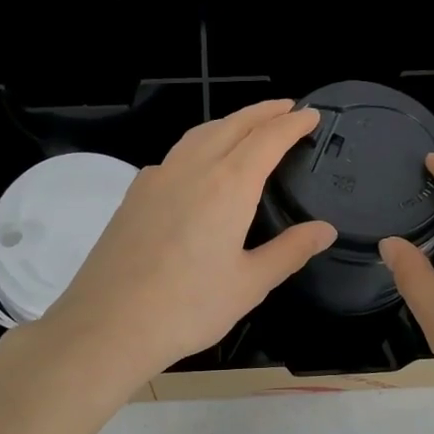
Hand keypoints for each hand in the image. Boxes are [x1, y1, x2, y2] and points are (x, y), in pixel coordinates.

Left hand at [35, 100, 336, 386]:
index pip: (267, 138)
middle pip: (232, 125)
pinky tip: (199, 166)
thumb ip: (289, 251)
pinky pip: (174, 156)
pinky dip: (198, 145)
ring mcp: (157, 178)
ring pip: (199, 134)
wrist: (107, 324)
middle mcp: (192, 169)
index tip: (311, 115)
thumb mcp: (250, 284)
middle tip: (287, 108)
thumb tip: (325, 230)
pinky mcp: (134, 195)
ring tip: (248, 126)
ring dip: (229, 123)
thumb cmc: (187, 308)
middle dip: (263, 112)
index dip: (292, 123)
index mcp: (228, 185)